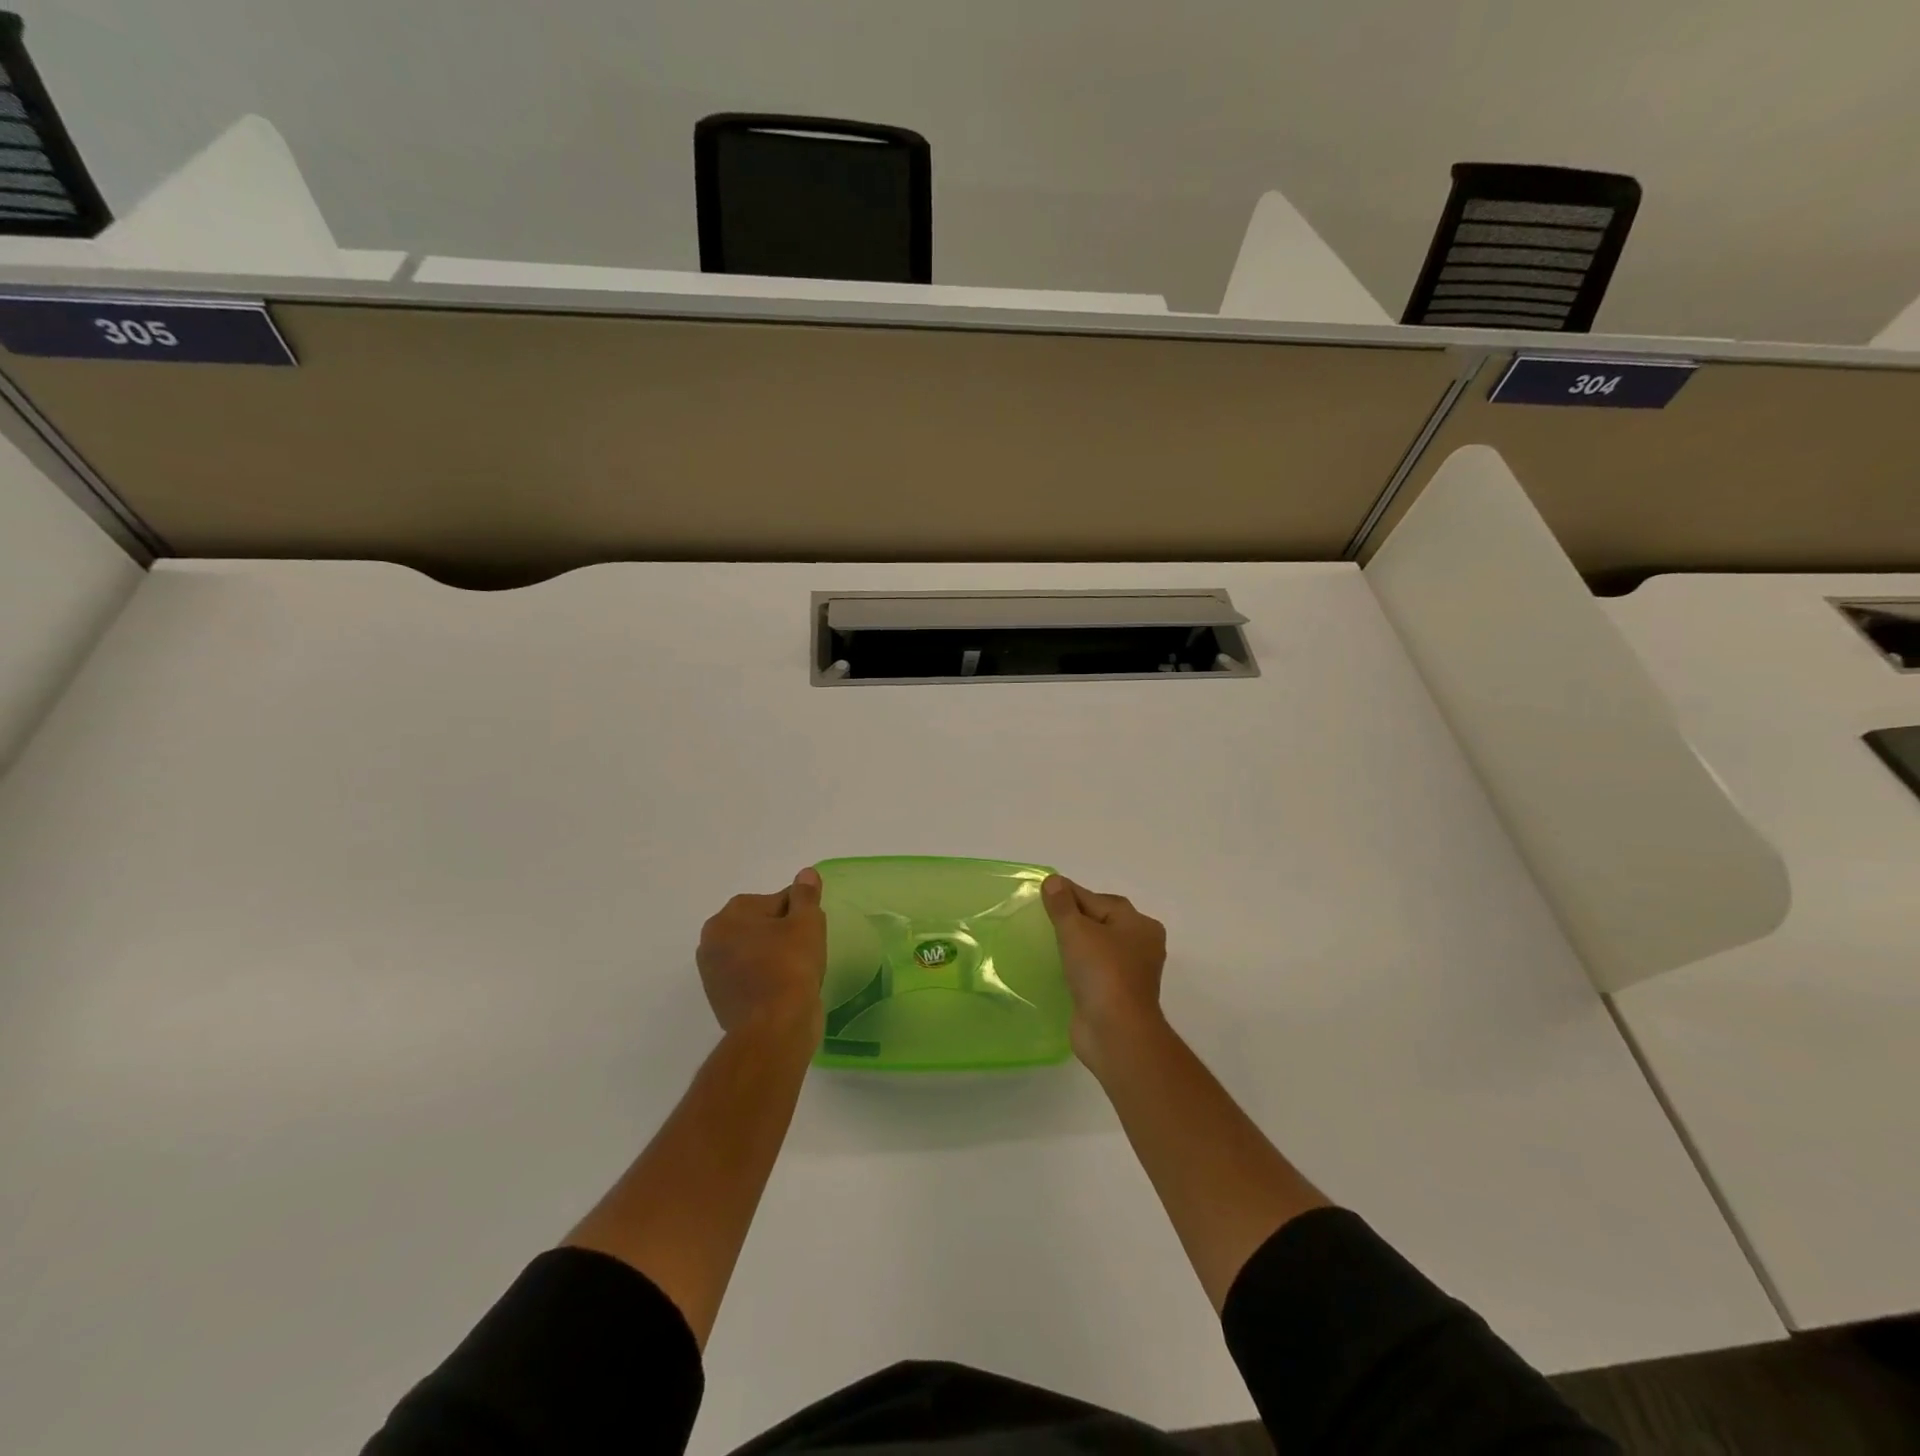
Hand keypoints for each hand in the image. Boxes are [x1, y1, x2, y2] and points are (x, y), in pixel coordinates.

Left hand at [697, 868, 826, 1040]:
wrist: (774, 1029)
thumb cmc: (791, 966)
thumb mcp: (806, 923)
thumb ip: (806, 895)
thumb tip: (806, 873)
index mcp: (727, 918)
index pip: (773, 901)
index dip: (799, 912)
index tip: (813, 928)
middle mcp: (711, 942)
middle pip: (760, 926)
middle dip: (783, 933)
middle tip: (808, 949)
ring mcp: (713, 975)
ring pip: (755, 953)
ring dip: (774, 956)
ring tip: (800, 971)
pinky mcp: (721, 1001)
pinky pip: (751, 978)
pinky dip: (767, 978)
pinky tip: (787, 989)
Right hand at [1042, 875, 1167, 1069]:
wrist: (1115, 1033)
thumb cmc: (1101, 972)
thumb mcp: (1077, 930)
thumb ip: (1062, 905)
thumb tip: (1054, 881)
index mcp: (1139, 924)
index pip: (1099, 900)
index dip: (1071, 894)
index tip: (1044, 892)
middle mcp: (1141, 945)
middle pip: (1101, 921)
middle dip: (1074, 918)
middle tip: (1043, 916)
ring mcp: (1131, 973)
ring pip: (1098, 948)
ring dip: (1076, 944)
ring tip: (1047, 940)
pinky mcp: (1118, 995)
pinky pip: (1094, 971)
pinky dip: (1079, 967)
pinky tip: (1059, 967)